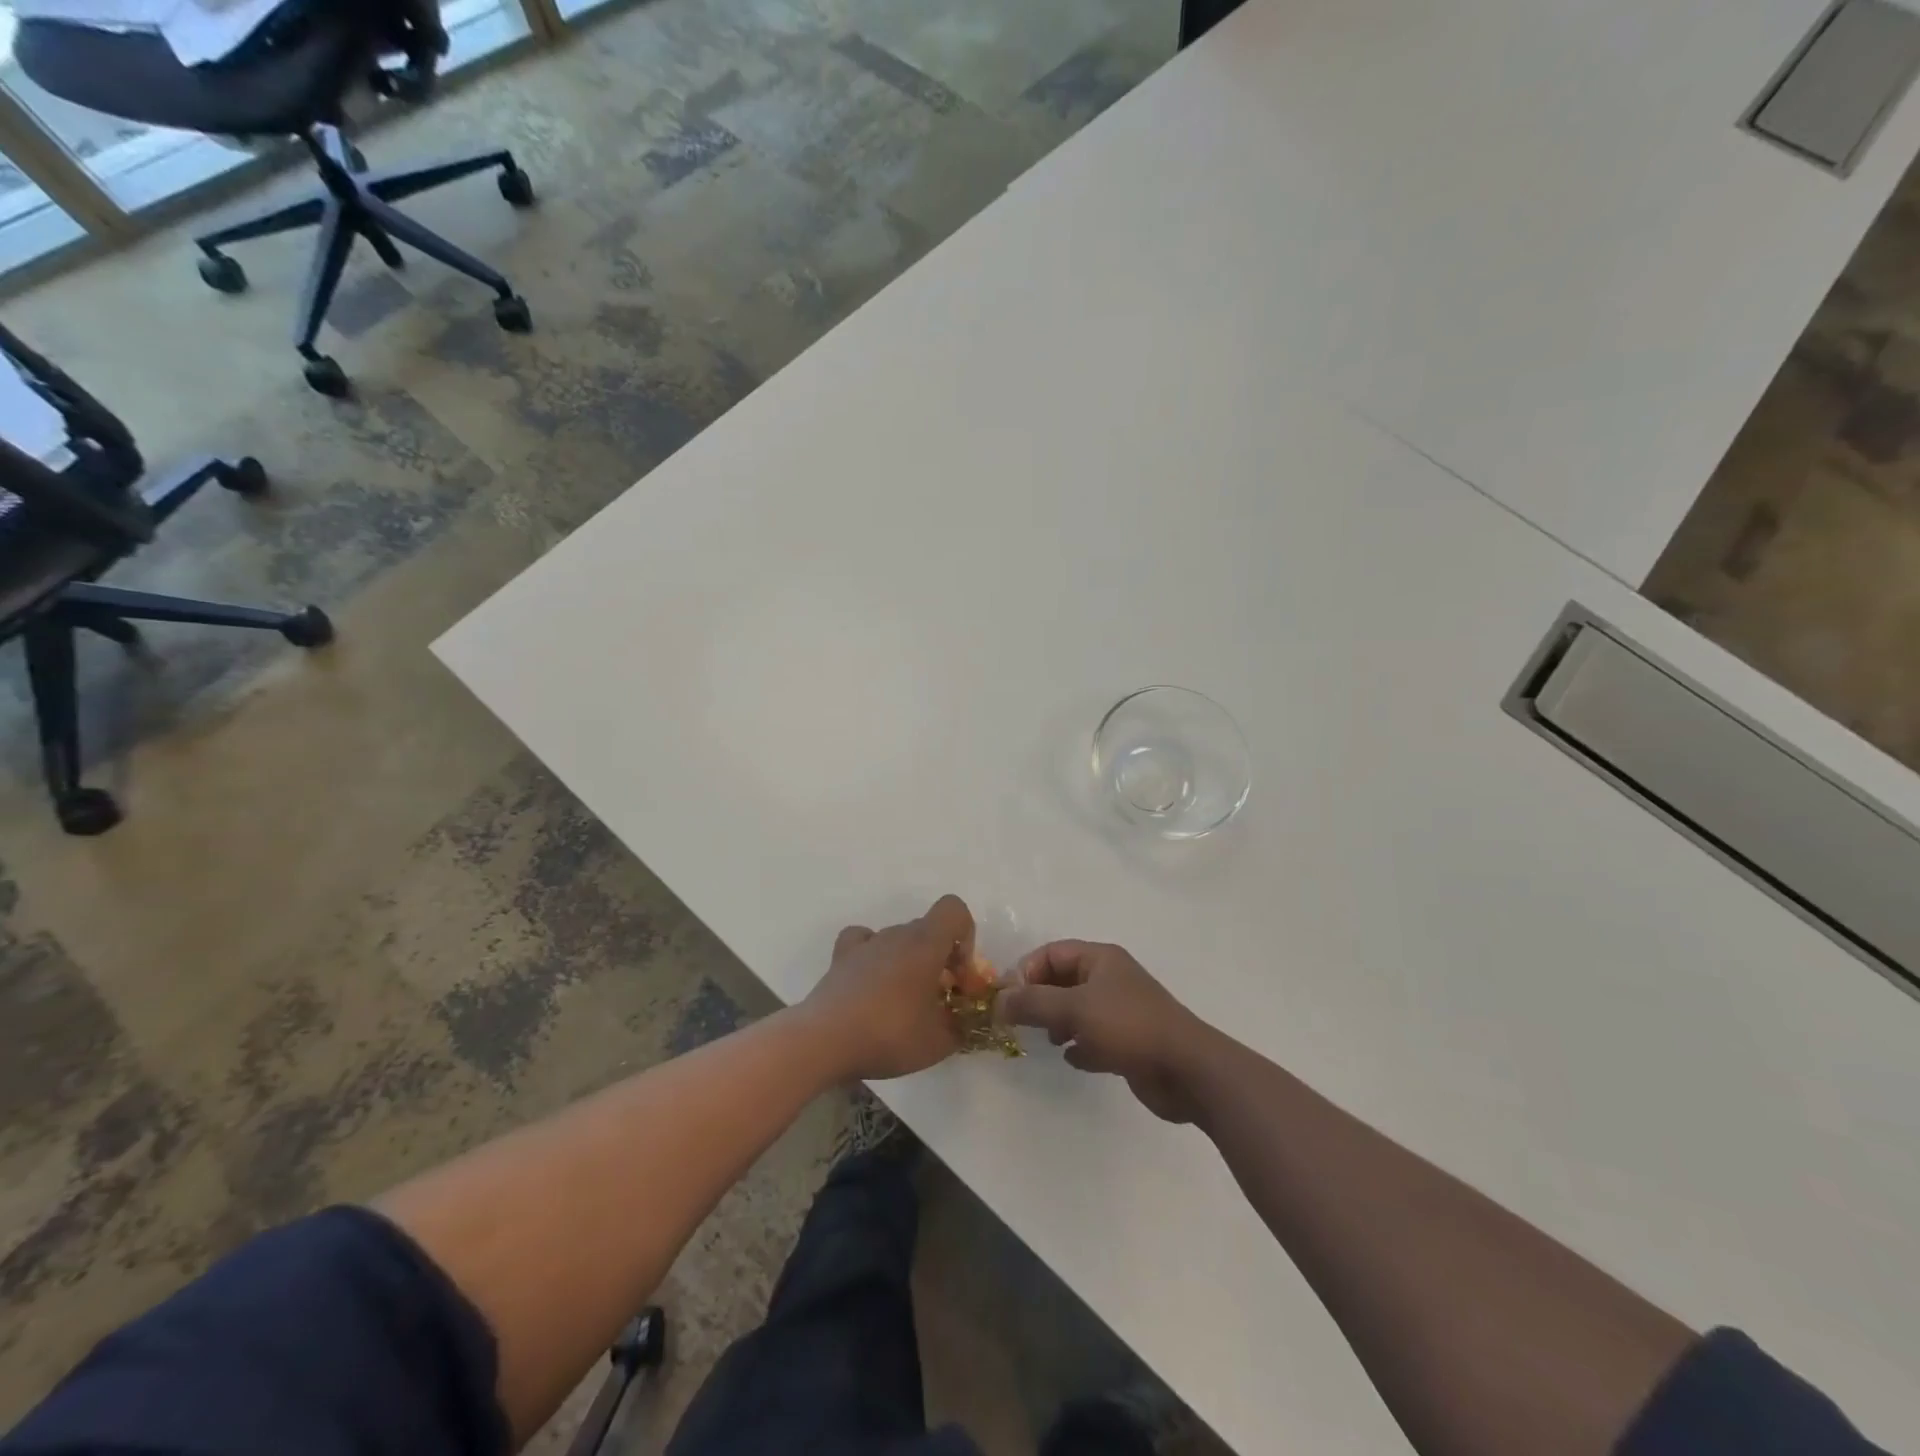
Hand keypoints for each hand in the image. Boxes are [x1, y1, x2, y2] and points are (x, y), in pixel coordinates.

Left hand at [802, 895, 977, 1081]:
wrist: (825, 1041)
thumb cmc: (889, 1034)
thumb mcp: (939, 1043)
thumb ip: (961, 1028)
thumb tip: (964, 1023)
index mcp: (925, 943)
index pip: (954, 909)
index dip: (965, 935)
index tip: (959, 973)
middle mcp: (896, 933)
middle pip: (928, 930)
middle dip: (940, 958)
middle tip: (938, 999)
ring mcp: (866, 943)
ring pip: (899, 939)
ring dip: (909, 961)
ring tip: (904, 1002)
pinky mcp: (841, 958)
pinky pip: (864, 941)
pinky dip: (874, 954)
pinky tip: (873, 981)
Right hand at [999, 941, 1208, 1121]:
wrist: (1187, 1070)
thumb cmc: (1129, 1027)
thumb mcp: (1074, 1009)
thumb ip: (1033, 1003)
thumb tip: (998, 1001)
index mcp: (1101, 959)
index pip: (1052, 953)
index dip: (1026, 971)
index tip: (1007, 999)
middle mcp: (1110, 979)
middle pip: (1063, 980)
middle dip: (1039, 999)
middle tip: (1018, 1021)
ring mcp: (1121, 1011)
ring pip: (1077, 1010)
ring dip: (1058, 1023)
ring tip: (1049, 1041)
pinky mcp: (1129, 1042)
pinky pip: (1094, 1037)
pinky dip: (1080, 1046)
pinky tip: (1074, 1059)